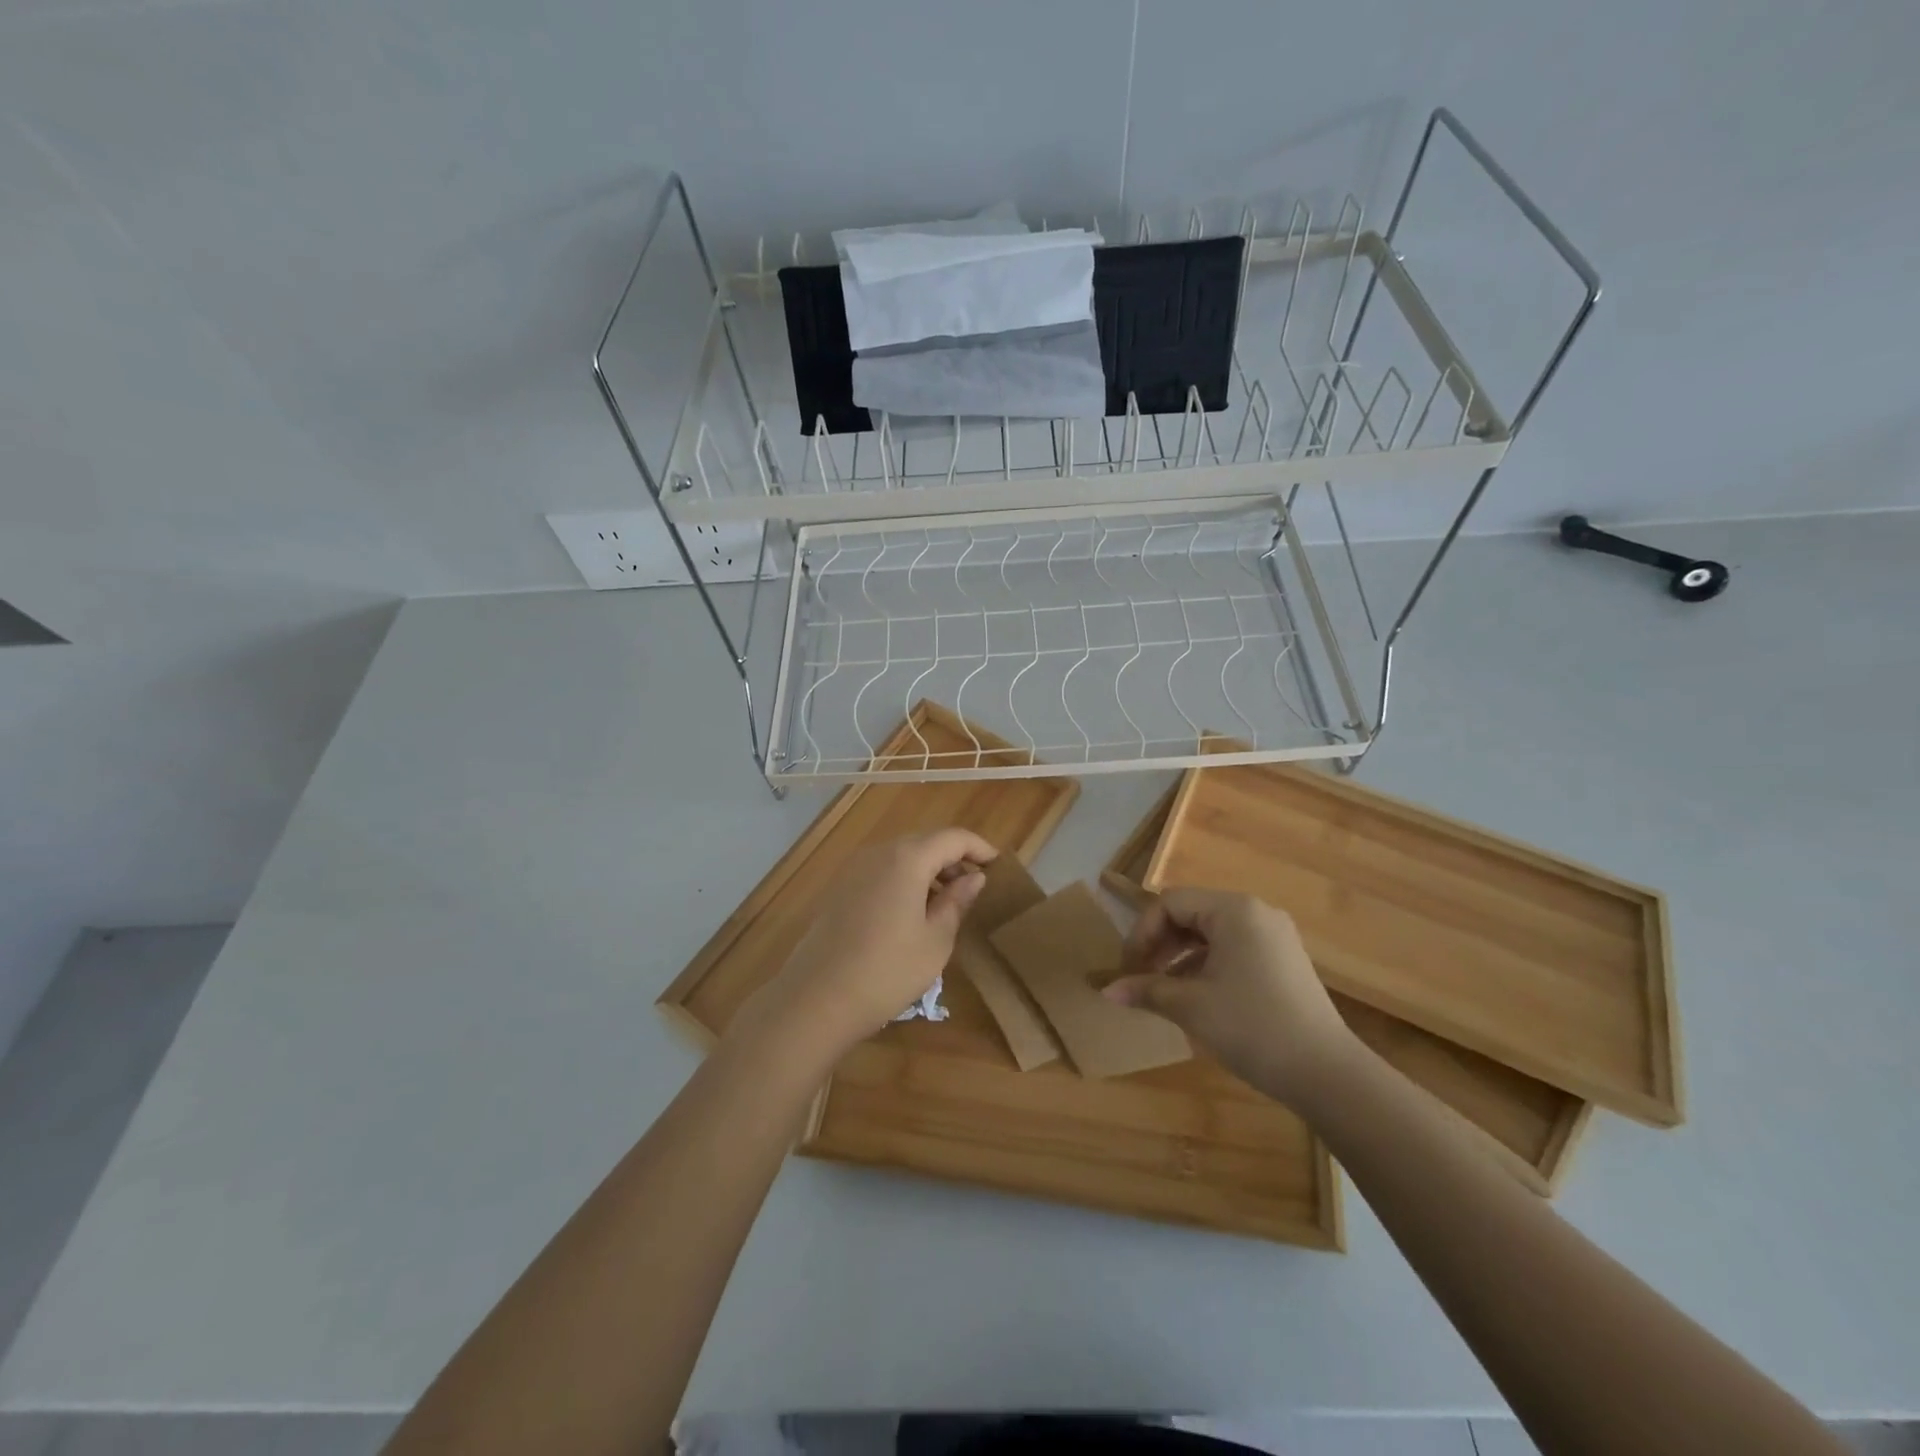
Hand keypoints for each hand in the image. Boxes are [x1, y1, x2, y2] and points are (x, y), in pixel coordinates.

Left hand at [733, 828, 997, 1061]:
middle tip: (975, 887)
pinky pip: (881, 871)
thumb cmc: (887, 971)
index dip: (979, 848)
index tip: (998, 866)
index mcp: (907, 858)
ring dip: (928, 870)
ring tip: (947, 902)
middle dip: (954, 858)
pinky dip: (904, 880)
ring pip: (901, 856)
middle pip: (925, 842)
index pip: (953, 837)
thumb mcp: (936, 940)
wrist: (816, 1000)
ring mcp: (854, 869)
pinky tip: (912, 912)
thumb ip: (956, 902)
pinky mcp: (839, 889)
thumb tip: (973, 879)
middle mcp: (878, 852)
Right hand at [1104, 887, 1357, 1104]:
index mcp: (1234, 910)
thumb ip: (1146, 989)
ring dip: (1181, 956)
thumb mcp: (1191, 1006)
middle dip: (1161, 943)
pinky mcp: (1285, 961)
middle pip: (1192, 913)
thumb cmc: (1252, 1027)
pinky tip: (1197, 997)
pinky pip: (1234, 948)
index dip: (1142, 932)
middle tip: (1142, 976)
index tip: (1129, 968)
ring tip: (1164, 990)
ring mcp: (1275, 936)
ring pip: (1212, 933)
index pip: (1171, 903)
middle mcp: (1256, 912)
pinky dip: (1207, 965)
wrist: (1327, 1074)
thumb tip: (1106, 990)